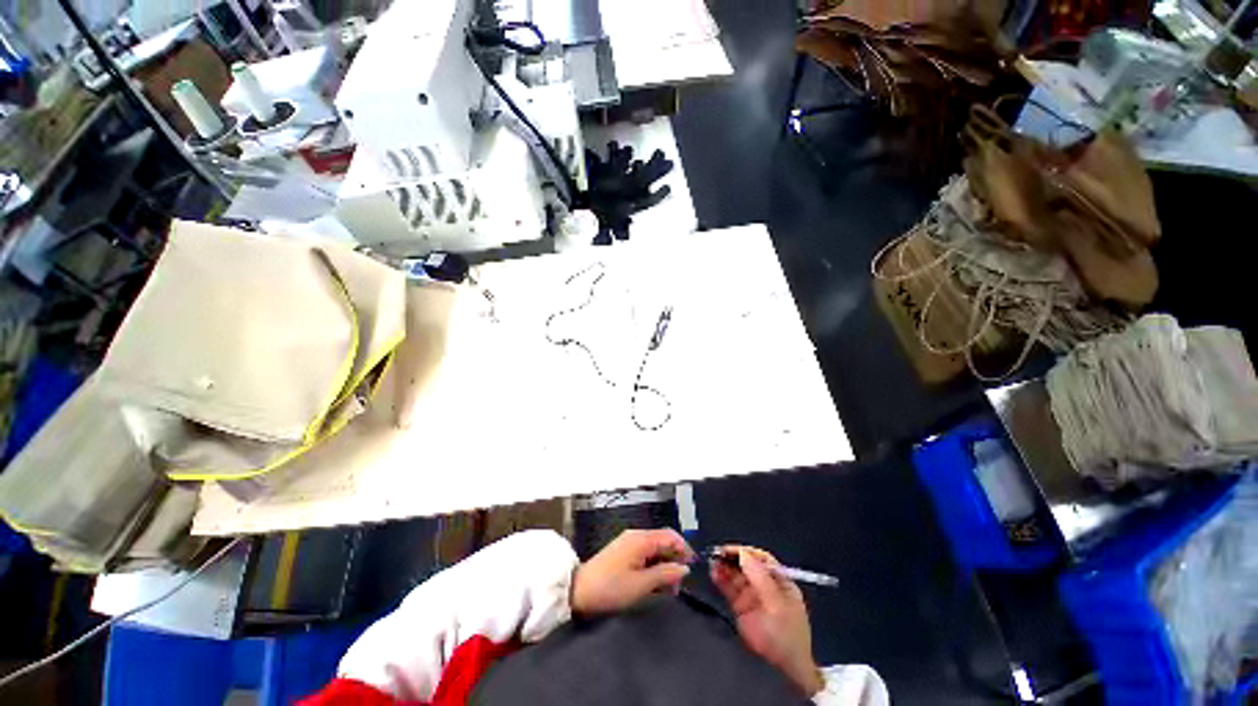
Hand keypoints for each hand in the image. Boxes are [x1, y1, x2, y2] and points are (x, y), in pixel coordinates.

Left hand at [571, 529, 694, 615]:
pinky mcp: (623, 552)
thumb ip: (665, 574)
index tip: (692, 569)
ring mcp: (628, 543)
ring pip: (654, 549)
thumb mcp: (641, 584)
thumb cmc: (611, 587)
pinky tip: (654, 584)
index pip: (670, 536)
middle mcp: (636, 536)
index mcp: (641, 539)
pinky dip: (653, 567)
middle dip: (674, 560)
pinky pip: (644, 555)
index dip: (684, 550)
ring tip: (668, 589)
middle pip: (663, 541)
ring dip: (664, 566)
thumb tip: (684, 568)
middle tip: (679, 584)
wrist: (579, 590)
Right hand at [711, 546, 824, 695]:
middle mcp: (765, 584)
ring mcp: (752, 596)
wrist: (781, 671)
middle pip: (747, 564)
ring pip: (736, 574)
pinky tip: (713, 573)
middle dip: (732, 558)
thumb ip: (761, 579)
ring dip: (724, 566)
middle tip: (716, 554)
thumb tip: (744, 554)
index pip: (762, 558)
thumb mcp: (776, 606)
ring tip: (712, 562)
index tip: (729, 550)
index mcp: (780, 581)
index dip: (745, 552)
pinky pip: (729, 587)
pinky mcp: (740, 606)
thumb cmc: (785, 636)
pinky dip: (721, 579)